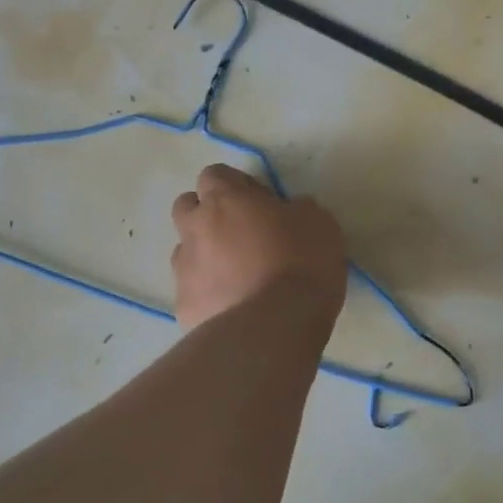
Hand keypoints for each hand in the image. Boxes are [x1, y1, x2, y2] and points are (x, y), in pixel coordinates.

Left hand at [170, 164, 348, 328]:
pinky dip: (208, 293)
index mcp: (225, 200)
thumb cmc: (301, 264)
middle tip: (240, 233)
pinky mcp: (183, 306)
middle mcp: (195, 228)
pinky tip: (234, 307)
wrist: (274, 327)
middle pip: (186, 206)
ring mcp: (184, 269)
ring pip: (185, 250)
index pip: (214, 174)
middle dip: (207, 213)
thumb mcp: (318, 222)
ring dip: (205, 254)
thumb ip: (296, 208)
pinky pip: (192, 290)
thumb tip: (289, 211)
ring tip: (237, 275)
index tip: (260, 201)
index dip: (235, 184)